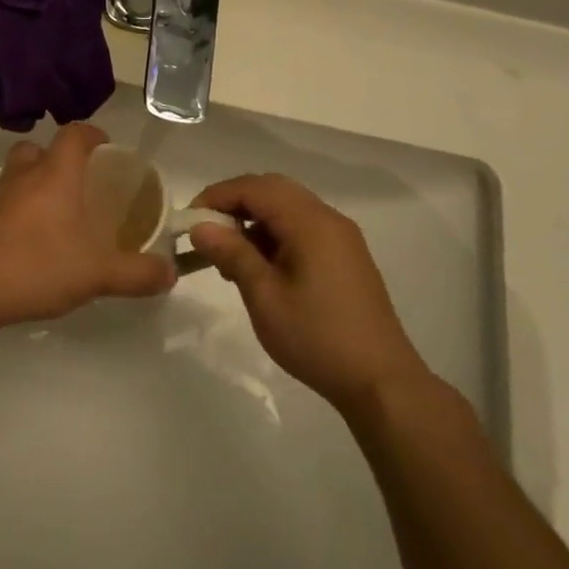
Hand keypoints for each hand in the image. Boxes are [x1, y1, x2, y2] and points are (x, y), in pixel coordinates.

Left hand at [0, 123, 176, 335]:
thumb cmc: (36, 267)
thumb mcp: (98, 275)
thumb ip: (137, 274)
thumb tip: (170, 274)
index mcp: (54, 175)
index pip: (74, 134)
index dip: (93, 135)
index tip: (108, 150)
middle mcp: (22, 175)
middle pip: (40, 149)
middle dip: (61, 160)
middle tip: (82, 186)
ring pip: (18, 174)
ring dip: (37, 184)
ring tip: (58, 216)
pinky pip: (3, 201)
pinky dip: (18, 210)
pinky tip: (31, 242)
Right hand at [186, 173, 430, 415]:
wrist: (380, 380)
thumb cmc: (316, 337)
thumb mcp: (264, 297)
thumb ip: (232, 254)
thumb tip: (200, 227)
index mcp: (311, 223)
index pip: (255, 188)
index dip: (217, 196)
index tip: (188, 221)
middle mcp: (328, 220)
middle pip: (273, 190)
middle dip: (234, 203)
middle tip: (205, 231)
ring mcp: (340, 238)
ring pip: (287, 208)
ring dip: (252, 219)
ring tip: (227, 255)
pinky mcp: (344, 257)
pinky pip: (301, 228)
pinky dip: (272, 235)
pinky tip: (257, 267)